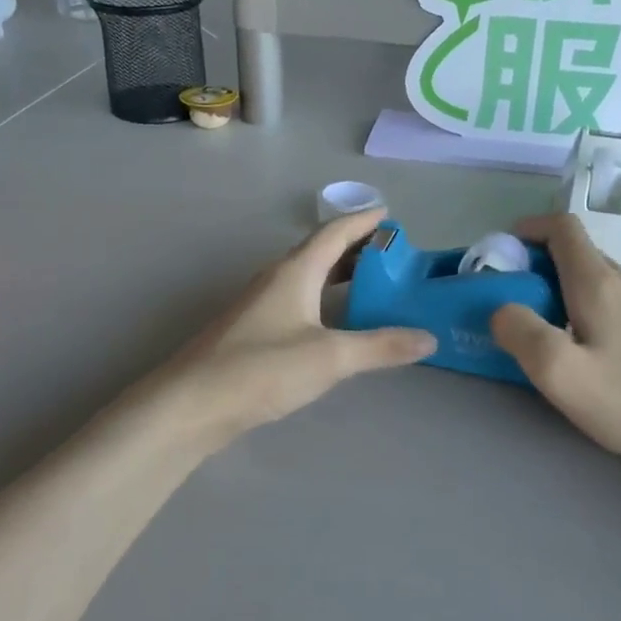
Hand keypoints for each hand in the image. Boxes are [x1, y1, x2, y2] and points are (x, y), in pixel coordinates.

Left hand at [152, 212, 434, 448]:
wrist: (191, 405)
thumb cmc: (261, 369)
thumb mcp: (330, 357)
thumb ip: (381, 346)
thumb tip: (430, 338)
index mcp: (294, 272)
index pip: (334, 233)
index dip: (363, 221)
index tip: (390, 215)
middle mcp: (276, 280)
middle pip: (320, 252)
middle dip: (356, 249)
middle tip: (392, 255)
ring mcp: (261, 306)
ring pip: (307, 279)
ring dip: (339, 276)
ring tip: (372, 285)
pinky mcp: (253, 332)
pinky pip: (298, 302)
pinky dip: (324, 302)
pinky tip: (336, 324)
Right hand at [492, 215, 620, 472]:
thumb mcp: (557, 370)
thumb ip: (520, 331)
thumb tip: (502, 310)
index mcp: (597, 281)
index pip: (562, 227)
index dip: (528, 229)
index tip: (502, 254)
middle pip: (574, 250)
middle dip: (535, 262)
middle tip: (509, 295)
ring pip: (590, 275)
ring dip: (555, 284)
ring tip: (535, 321)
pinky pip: (605, 297)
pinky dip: (576, 303)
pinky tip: (572, 342)